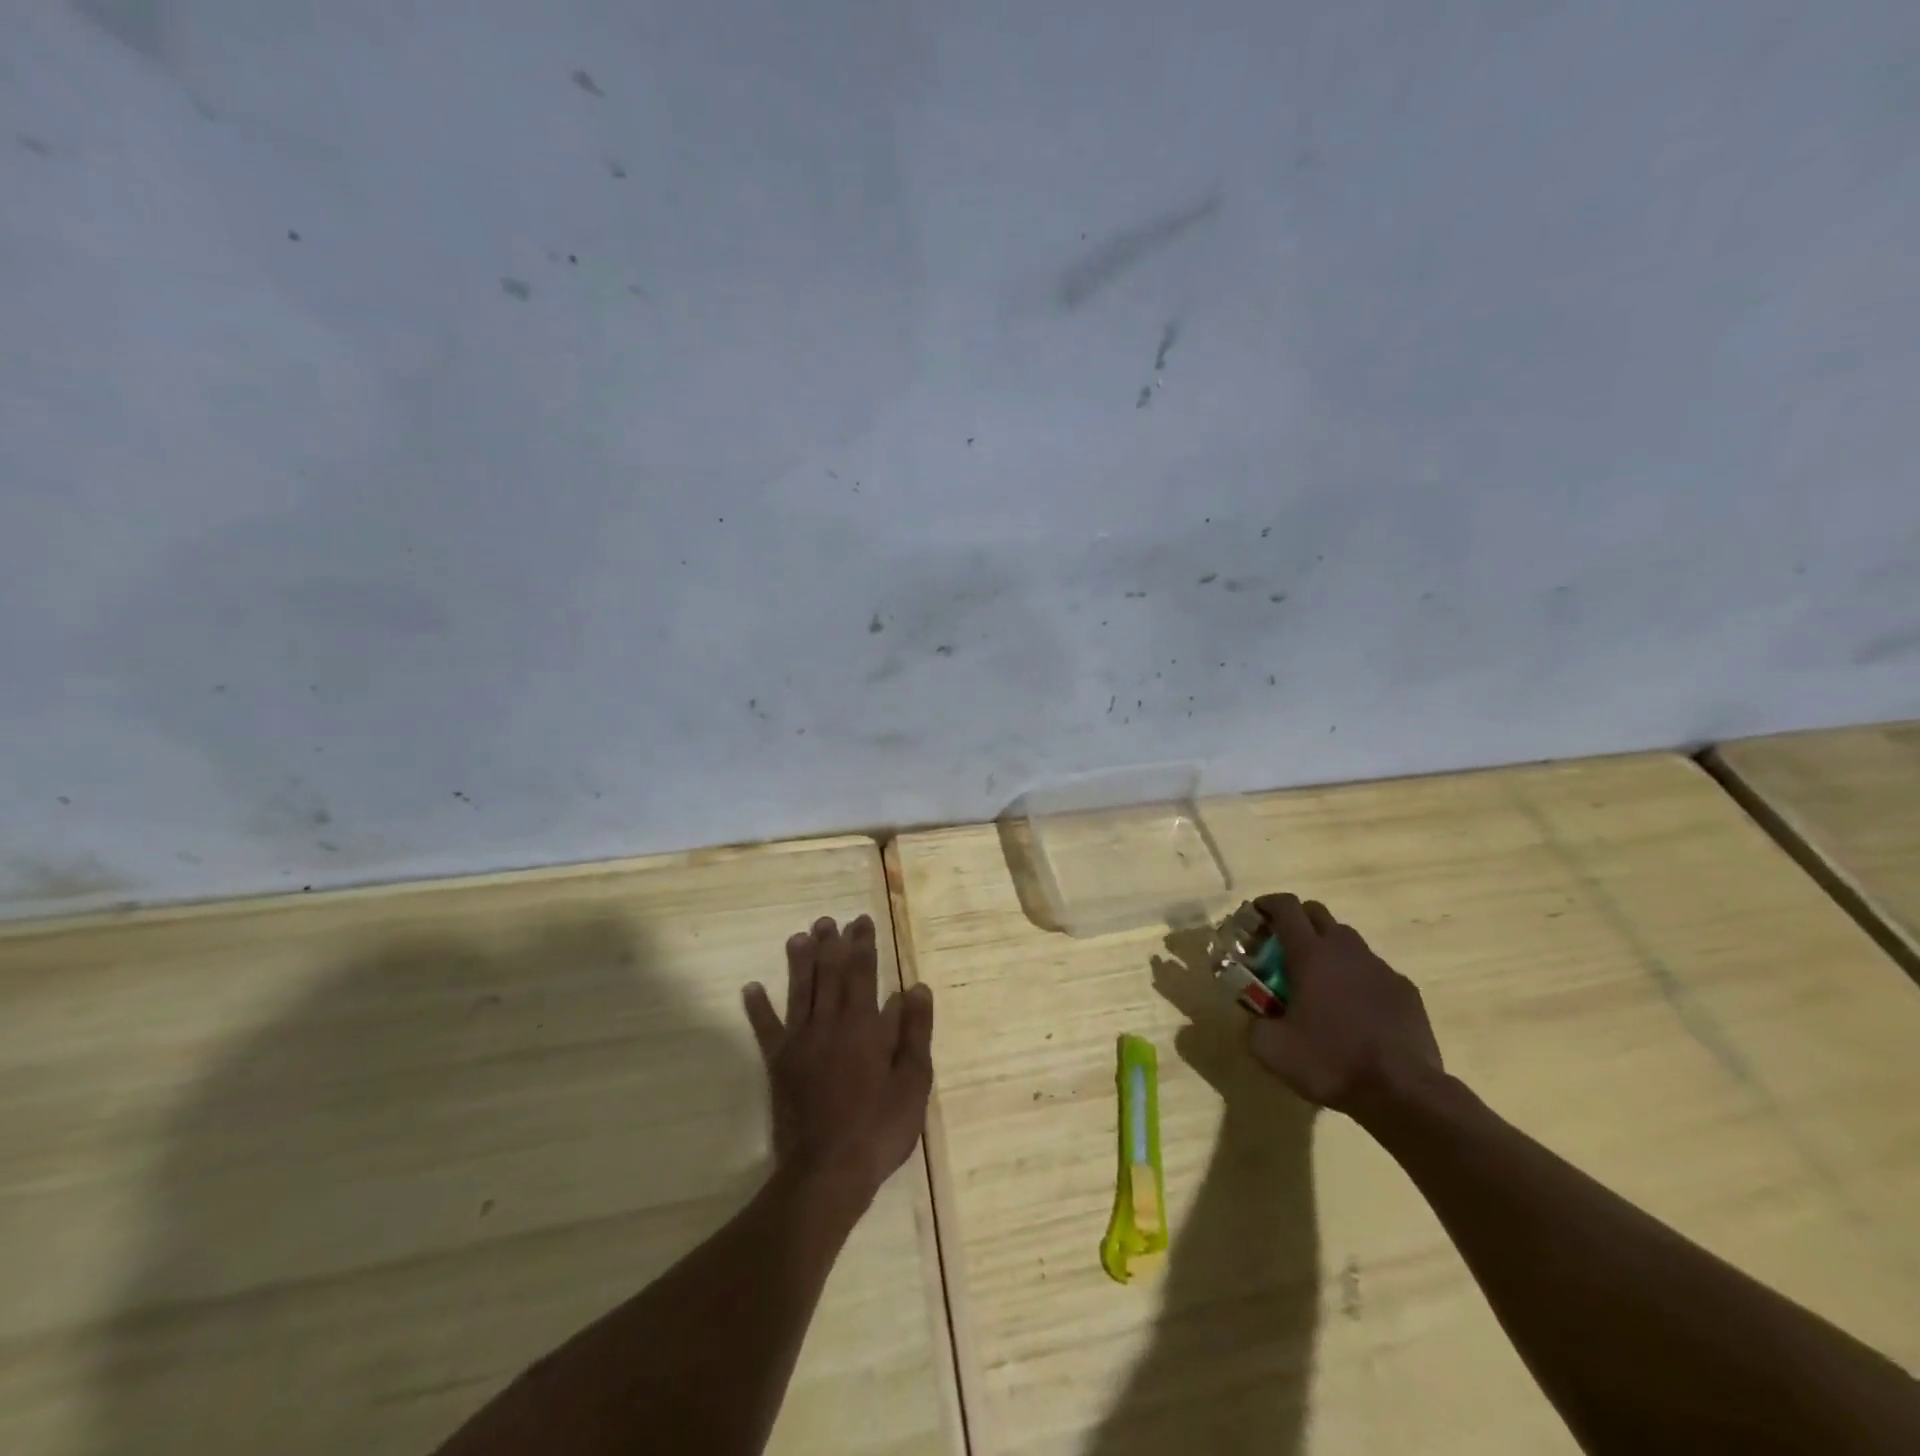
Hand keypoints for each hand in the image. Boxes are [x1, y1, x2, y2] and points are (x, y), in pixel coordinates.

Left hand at [742, 915, 934, 1206]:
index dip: (863, 945)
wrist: (827, 1171)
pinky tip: (750, 987)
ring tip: (798, 936)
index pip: (864, 973)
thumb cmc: (878, 1128)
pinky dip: (758, 1008)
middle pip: (830, 975)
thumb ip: (914, 1032)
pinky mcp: (779, 1064)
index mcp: (864, 1026)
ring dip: (799, 962)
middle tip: (829, 920)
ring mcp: (800, 1042)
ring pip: (800, 992)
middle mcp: (830, 1024)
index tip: (861, 921)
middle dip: (831, 945)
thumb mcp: (913, 1082)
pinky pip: (766, 1029)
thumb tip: (915, 987)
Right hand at [1246, 894, 1443, 1118]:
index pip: (1286, 907)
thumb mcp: (1271, 1049)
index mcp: (1310, 953)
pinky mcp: (1406, 990)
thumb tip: (1255, 1020)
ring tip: (1319, 981)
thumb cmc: (1330, 1061)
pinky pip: (1374, 971)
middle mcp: (1346, 950)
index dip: (1268, 903)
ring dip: (1328, 949)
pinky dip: (1357, 978)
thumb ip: (1253, 1025)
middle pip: (1318, 913)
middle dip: (1297, 920)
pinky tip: (1354, 1009)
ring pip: (1348, 941)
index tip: (1256, 913)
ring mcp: (1380, 968)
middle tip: (1282, 946)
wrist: (1403, 1092)